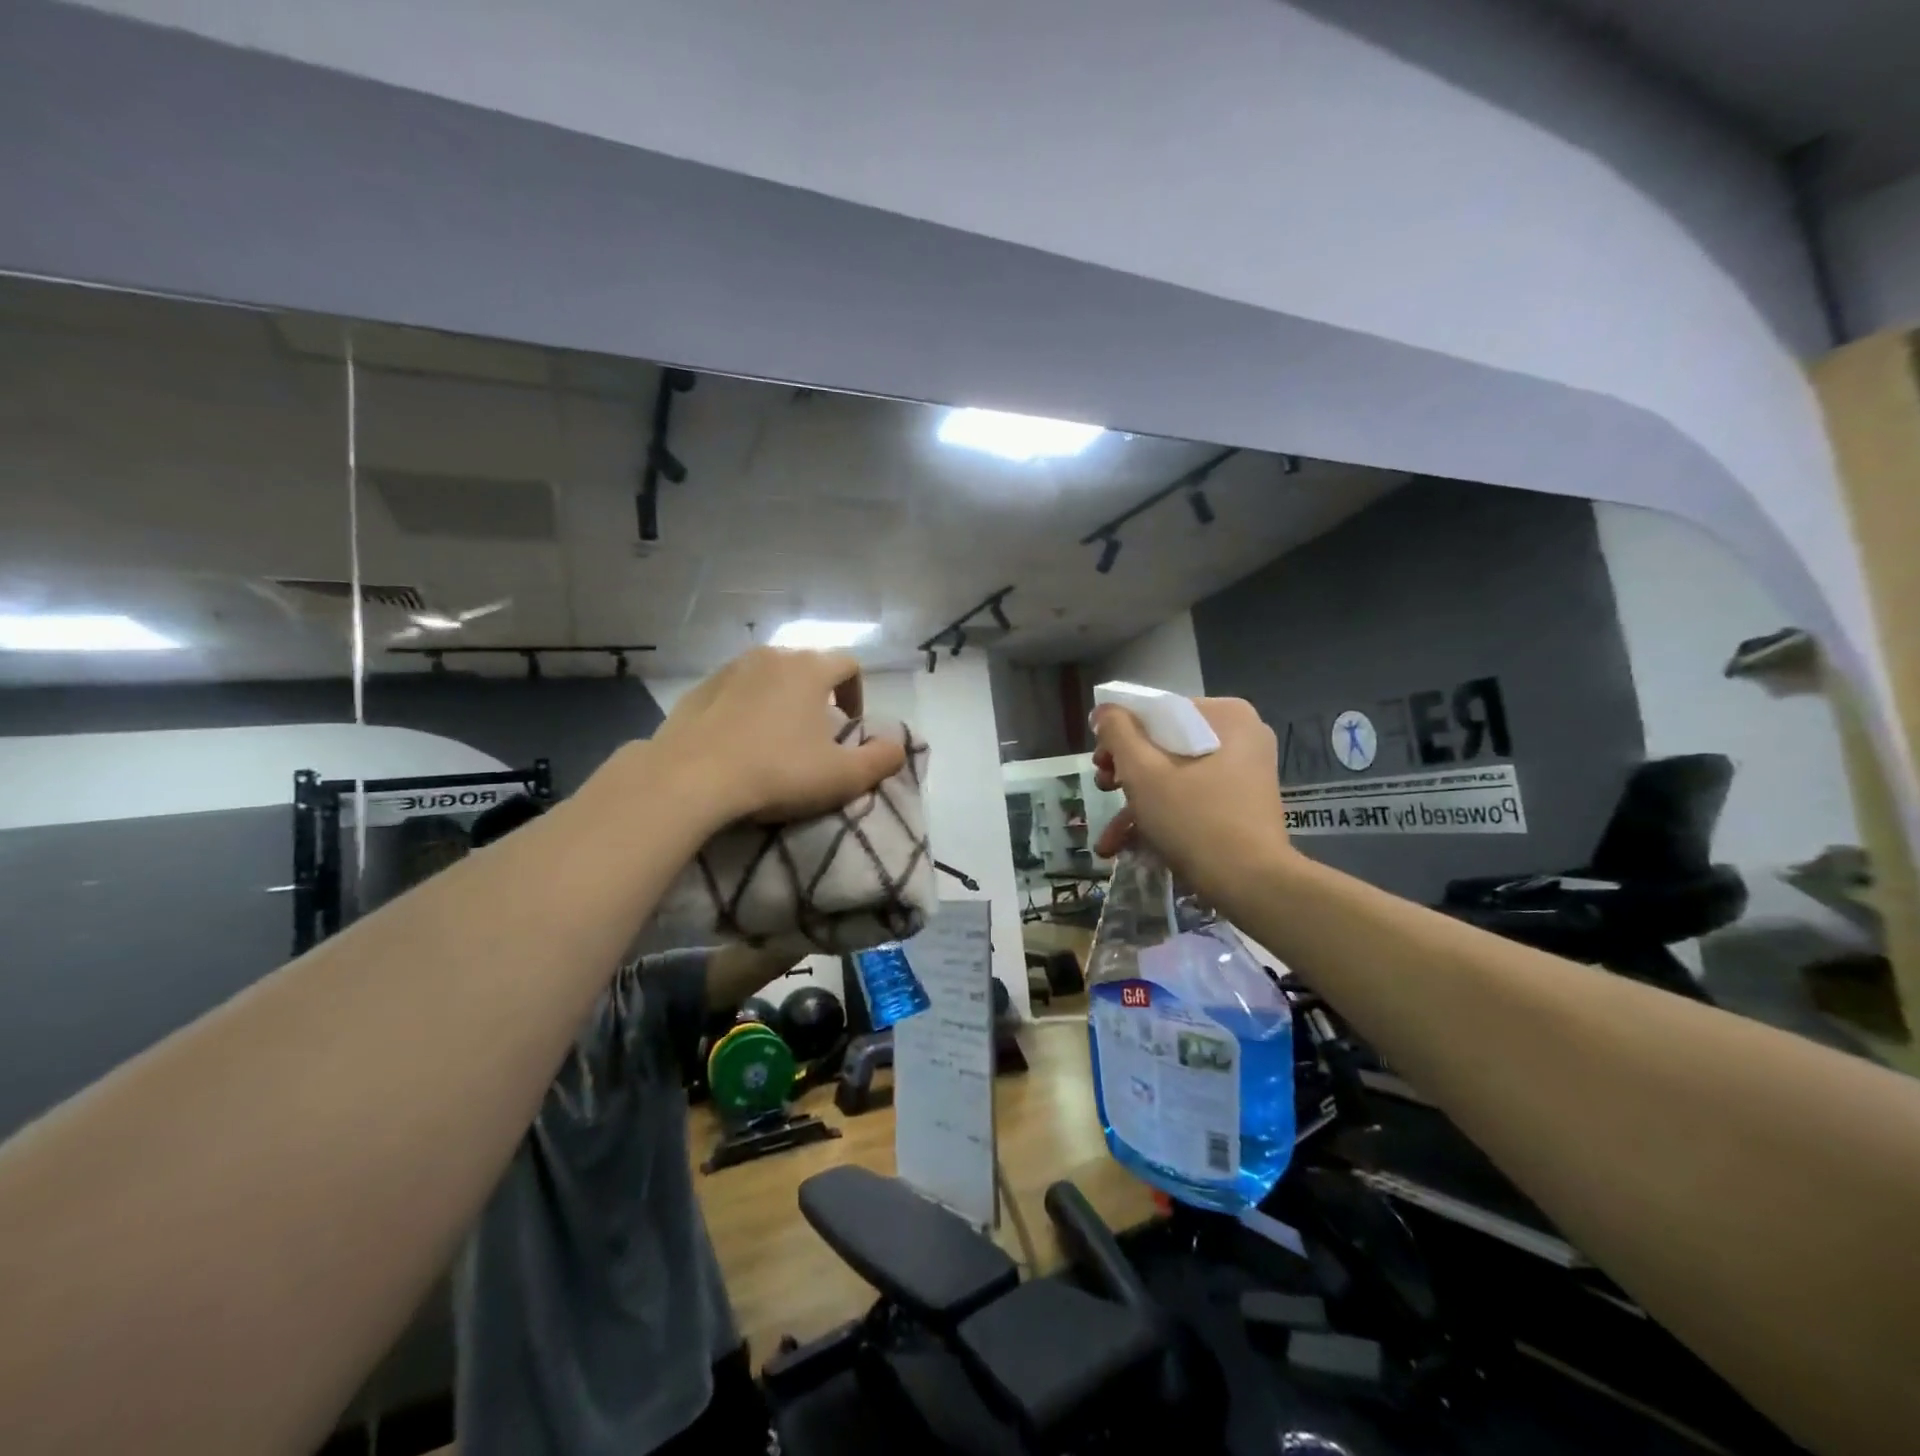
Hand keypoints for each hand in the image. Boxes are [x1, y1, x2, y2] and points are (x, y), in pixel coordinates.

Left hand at [651, 647, 906, 825]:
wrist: (689, 779)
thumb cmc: (776, 772)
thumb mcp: (842, 776)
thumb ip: (881, 759)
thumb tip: (898, 746)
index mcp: (809, 669)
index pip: (849, 664)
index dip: (857, 692)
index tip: (850, 726)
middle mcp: (771, 656)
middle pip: (808, 665)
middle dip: (819, 694)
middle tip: (815, 734)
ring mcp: (730, 669)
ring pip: (769, 675)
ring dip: (782, 698)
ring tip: (776, 737)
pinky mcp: (698, 688)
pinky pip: (735, 689)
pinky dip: (746, 706)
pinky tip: (739, 741)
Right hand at [1091, 697, 1292, 903]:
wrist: (1252, 886)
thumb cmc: (1194, 820)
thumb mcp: (1143, 772)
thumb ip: (1118, 733)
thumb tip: (1104, 710)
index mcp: (1226, 716)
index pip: (1159, 711)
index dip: (1120, 732)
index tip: (1099, 762)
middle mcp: (1241, 737)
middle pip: (1166, 744)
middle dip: (1126, 772)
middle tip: (1102, 790)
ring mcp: (1244, 773)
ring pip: (1176, 775)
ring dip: (1137, 803)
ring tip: (1108, 837)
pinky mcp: (1242, 805)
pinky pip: (1194, 797)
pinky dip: (1163, 816)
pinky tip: (1128, 846)